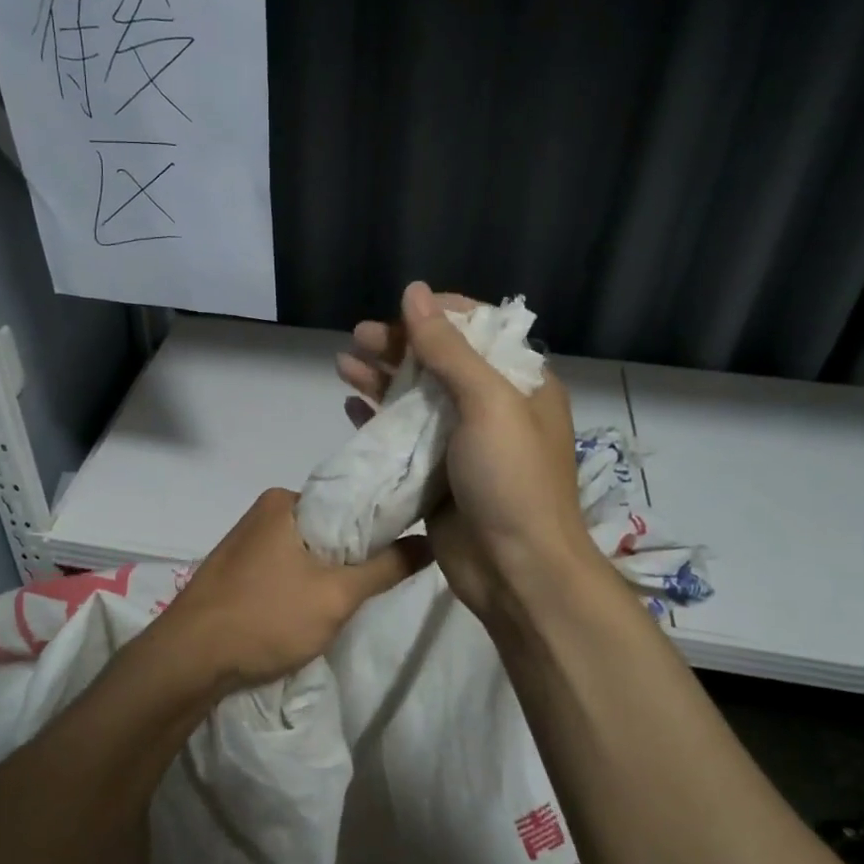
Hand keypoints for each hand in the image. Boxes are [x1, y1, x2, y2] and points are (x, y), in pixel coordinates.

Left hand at [159, 487, 430, 692]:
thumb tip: (431, 541)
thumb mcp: (336, 595)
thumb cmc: (265, 617)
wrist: (188, 660)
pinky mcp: (236, 571)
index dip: (382, 522)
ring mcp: (246, 542)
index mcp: (284, 500)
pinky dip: (303, 584)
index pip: (349, 498)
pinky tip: (312, 609)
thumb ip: (387, 567)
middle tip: (381, 581)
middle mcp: (264, 511)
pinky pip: (285, 568)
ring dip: (329, 572)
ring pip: (307, 550)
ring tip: (350, 599)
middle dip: (354, 553)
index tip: (409, 544)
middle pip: (329, 526)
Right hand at [337, 282, 597, 624]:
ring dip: (381, 379)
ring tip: (343, 363)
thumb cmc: (512, 479)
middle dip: (399, 346)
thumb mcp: (488, 404)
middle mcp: (492, 408)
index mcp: (519, 384)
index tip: (399, 309)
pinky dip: (377, 419)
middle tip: (358, 337)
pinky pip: (403, 437)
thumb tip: (415, 292)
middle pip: (439, 363)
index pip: (477, 331)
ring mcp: (462, 443)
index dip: (437, 315)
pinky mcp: (436, 475)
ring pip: (416, 399)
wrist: (517, 571)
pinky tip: (350, 406)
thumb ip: (449, 349)